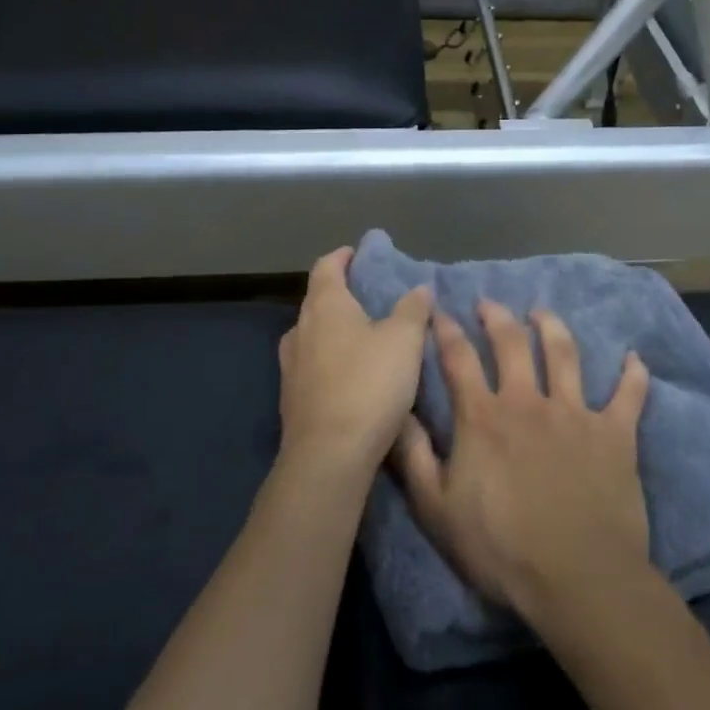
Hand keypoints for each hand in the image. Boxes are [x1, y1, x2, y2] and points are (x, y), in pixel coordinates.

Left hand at [277, 247, 433, 481]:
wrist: (329, 456)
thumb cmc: (369, 384)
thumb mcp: (405, 341)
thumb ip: (413, 309)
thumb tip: (419, 287)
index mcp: (325, 306)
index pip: (327, 267)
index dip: (342, 257)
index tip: (357, 253)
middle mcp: (300, 330)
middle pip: (318, 301)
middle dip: (342, 295)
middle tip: (371, 298)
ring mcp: (291, 367)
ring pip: (314, 336)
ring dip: (335, 331)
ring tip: (364, 337)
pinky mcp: (292, 400)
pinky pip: (313, 366)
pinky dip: (332, 360)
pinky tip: (353, 376)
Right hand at [392, 301, 651, 626]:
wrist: (576, 576)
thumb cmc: (500, 548)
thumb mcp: (436, 510)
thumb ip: (413, 457)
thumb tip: (397, 411)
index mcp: (484, 418)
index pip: (459, 359)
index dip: (447, 331)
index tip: (441, 312)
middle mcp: (528, 401)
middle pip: (512, 344)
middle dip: (497, 318)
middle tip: (490, 304)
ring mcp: (575, 413)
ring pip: (564, 354)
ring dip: (553, 327)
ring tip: (543, 313)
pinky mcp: (615, 432)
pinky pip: (628, 394)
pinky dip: (632, 374)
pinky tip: (633, 358)